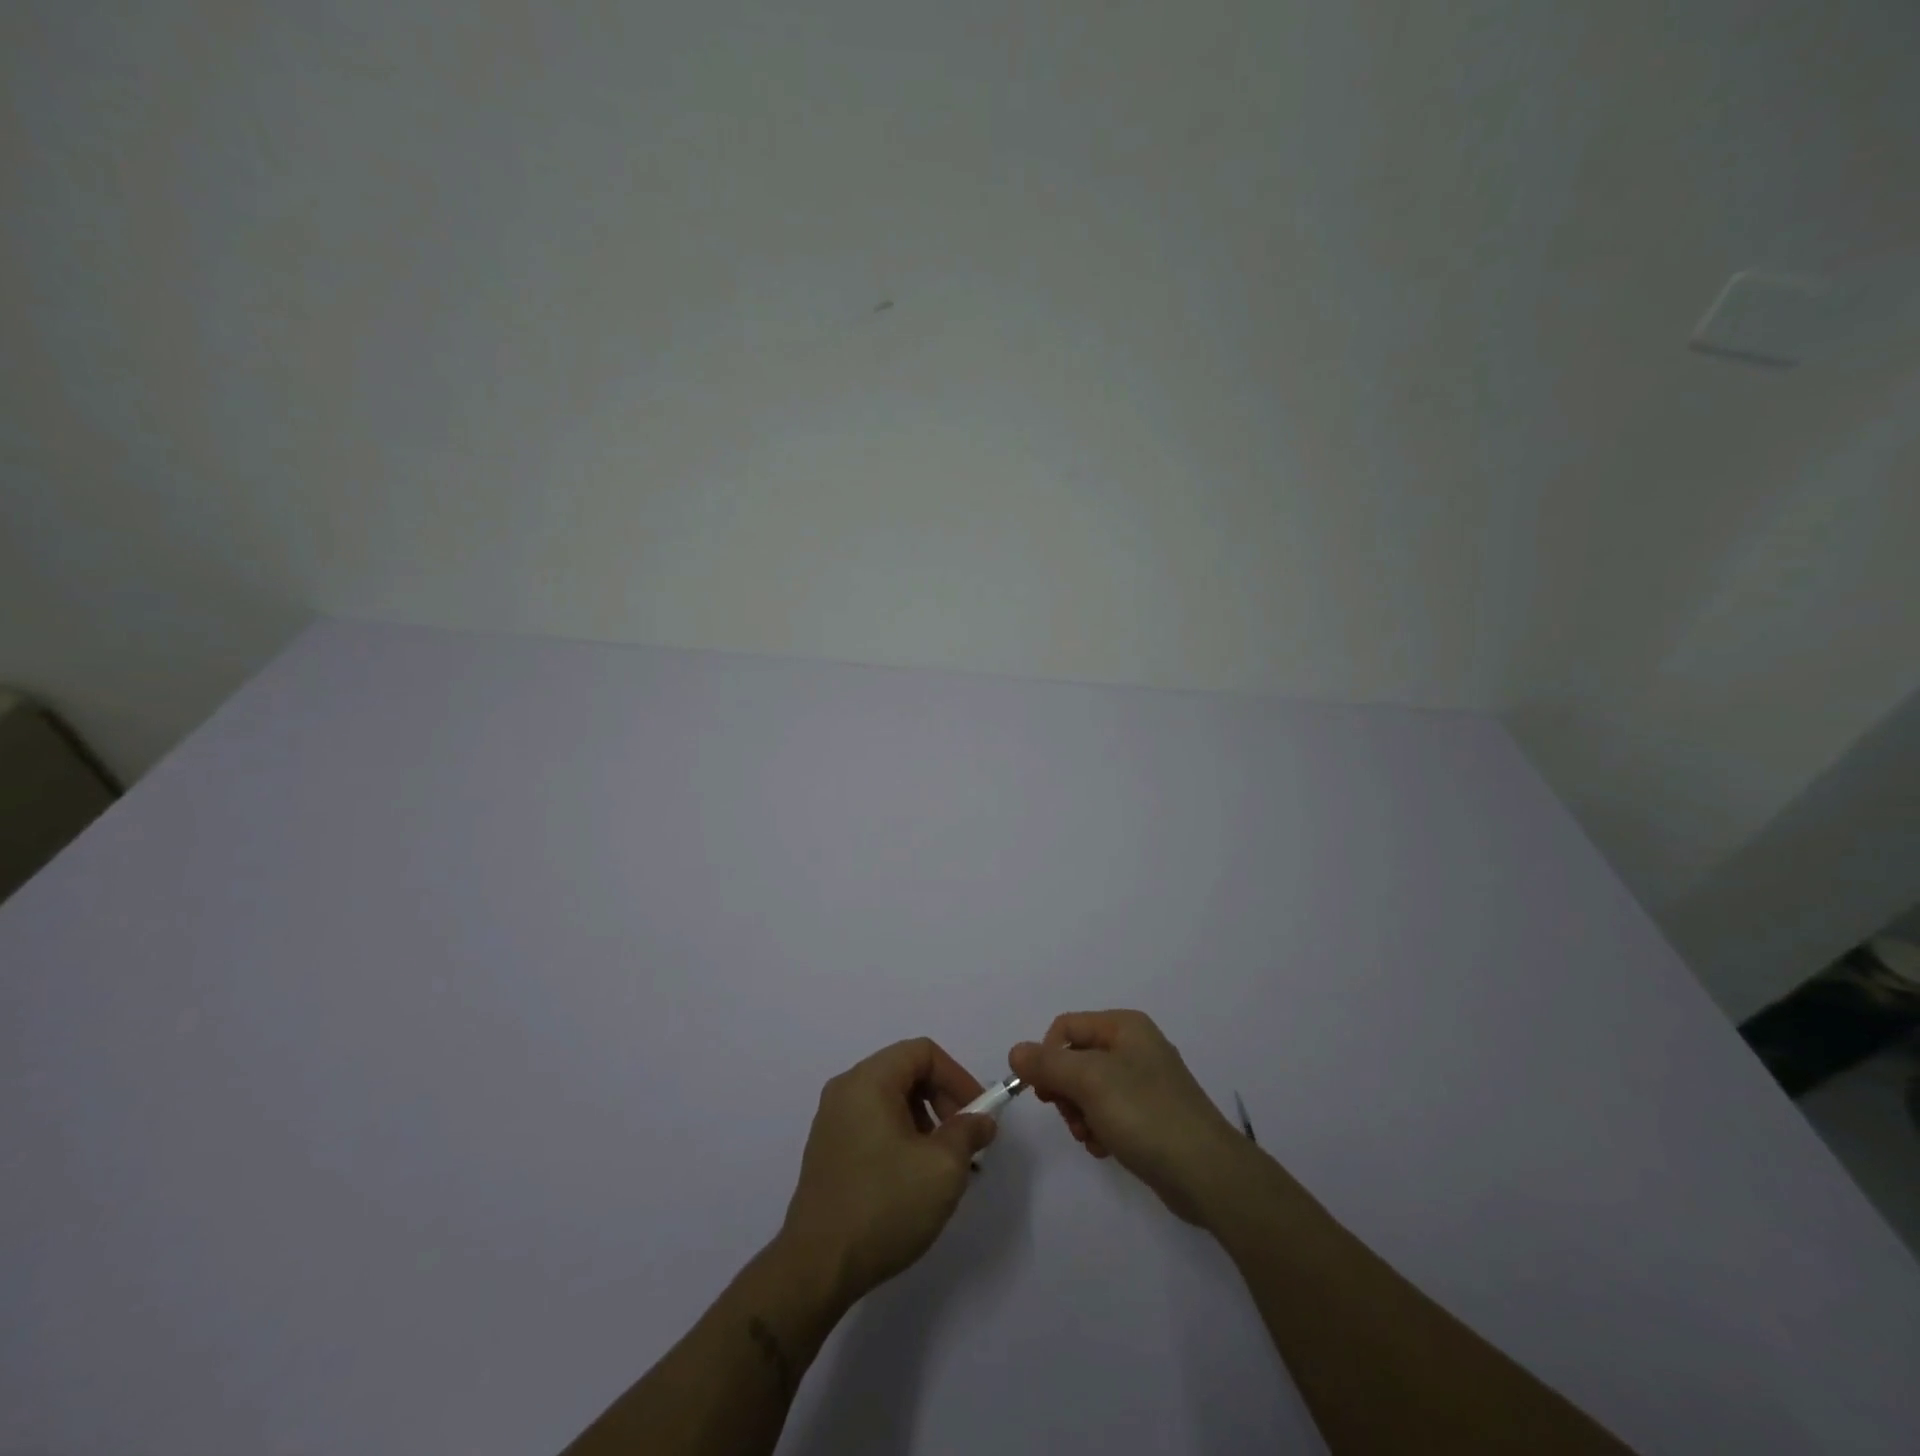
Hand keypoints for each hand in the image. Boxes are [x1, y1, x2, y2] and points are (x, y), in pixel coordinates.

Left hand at [779, 1038, 998, 1308]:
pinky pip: (873, 1124)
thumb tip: (982, 1120)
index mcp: (869, 1080)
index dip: (957, 1076)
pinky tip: (914, 1179)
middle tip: (964, 1141)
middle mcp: (846, 1089)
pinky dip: (901, 1137)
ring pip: (891, 1101)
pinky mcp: (827, 1150)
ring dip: (925, 1122)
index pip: (923, 1052)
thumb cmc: (884, 1205)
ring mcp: (832, 1120)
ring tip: (943, 1166)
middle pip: (906, 1072)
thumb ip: (968, 1133)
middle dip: (943, 1101)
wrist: (817, 1268)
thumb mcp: (943, 1168)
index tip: (978, 1114)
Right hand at [1010, 1009, 1250, 1224]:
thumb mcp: (1089, 1081)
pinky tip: (1105, 1149)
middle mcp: (1134, 1046)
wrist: (1207, 1173)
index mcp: (1124, 1026)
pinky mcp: (1150, 1115)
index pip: (1065, 1028)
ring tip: (1092, 1138)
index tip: (1046, 1093)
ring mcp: (1144, 1082)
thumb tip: (1015, 1051)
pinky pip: (1108, 1113)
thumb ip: (1048, 1064)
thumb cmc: (1145, 1114)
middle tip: (1072, 1118)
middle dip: (1066, 1092)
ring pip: (1088, 1090)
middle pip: (1075, 1059)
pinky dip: (1099, 1129)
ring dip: (1080, 1115)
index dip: (1048, 1057)